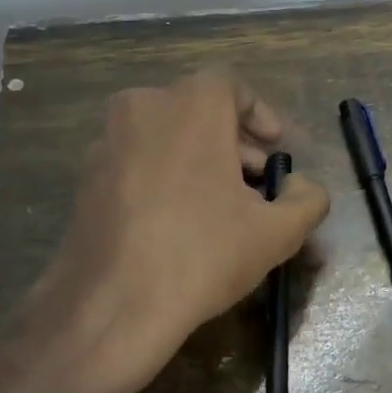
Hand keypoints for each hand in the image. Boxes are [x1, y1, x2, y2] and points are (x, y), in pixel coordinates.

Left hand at [17, 71, 329, 392]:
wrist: (111, 306)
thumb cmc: (202, 254)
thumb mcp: (277, 233)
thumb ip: (307, 200)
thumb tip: (304, 188)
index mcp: (190, 105)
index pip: (231, 86)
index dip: (260, 116)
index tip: (275, 151)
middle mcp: (143, 108)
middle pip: (198, 110)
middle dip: (233, 143)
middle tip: (256, 184)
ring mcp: (106, 142)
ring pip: (165, 135)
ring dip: (198, 159)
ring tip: (220, 207)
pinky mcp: (84, 178)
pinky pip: (136, 161)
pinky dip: (163, 176)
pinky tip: (178, 223)